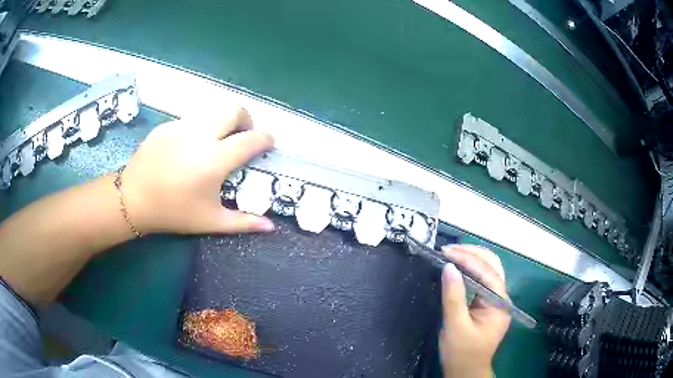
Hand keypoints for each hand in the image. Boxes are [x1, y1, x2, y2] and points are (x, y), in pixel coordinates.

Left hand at [120, 106, 275, 234]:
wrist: (133, 199)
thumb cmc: (173, 212)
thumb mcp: (210, 221)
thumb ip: (243, 222)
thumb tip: (271, 227)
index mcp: (215, 160)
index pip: (251, 139)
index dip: (265, 138)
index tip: (269, 143)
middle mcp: (201, 135)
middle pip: (234, 110)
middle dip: (246, 119)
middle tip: (243, 136)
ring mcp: (182, 126)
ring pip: (213, 110)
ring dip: (223, 121)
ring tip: (218, 139)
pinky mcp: (167, 125)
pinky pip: (192, 119)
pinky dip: (200, 127)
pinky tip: (190, 147)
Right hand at [439, 245, 510, 377]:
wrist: (466, 372)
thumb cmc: (462, 353)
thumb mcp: (455, 326)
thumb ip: (453, 296)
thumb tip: (448, 267)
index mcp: (499, 303)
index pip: (487, 272)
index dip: (467, 258)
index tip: (445, 252)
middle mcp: (502, 297)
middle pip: (492, 265)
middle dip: (472, 253)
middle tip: (448, 250)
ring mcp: (496, 300)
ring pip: (488, 270)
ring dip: (471, 259)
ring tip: (450, 255)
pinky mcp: (487, 304)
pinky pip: (481, 280)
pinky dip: (469, 271)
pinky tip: (457, 269)